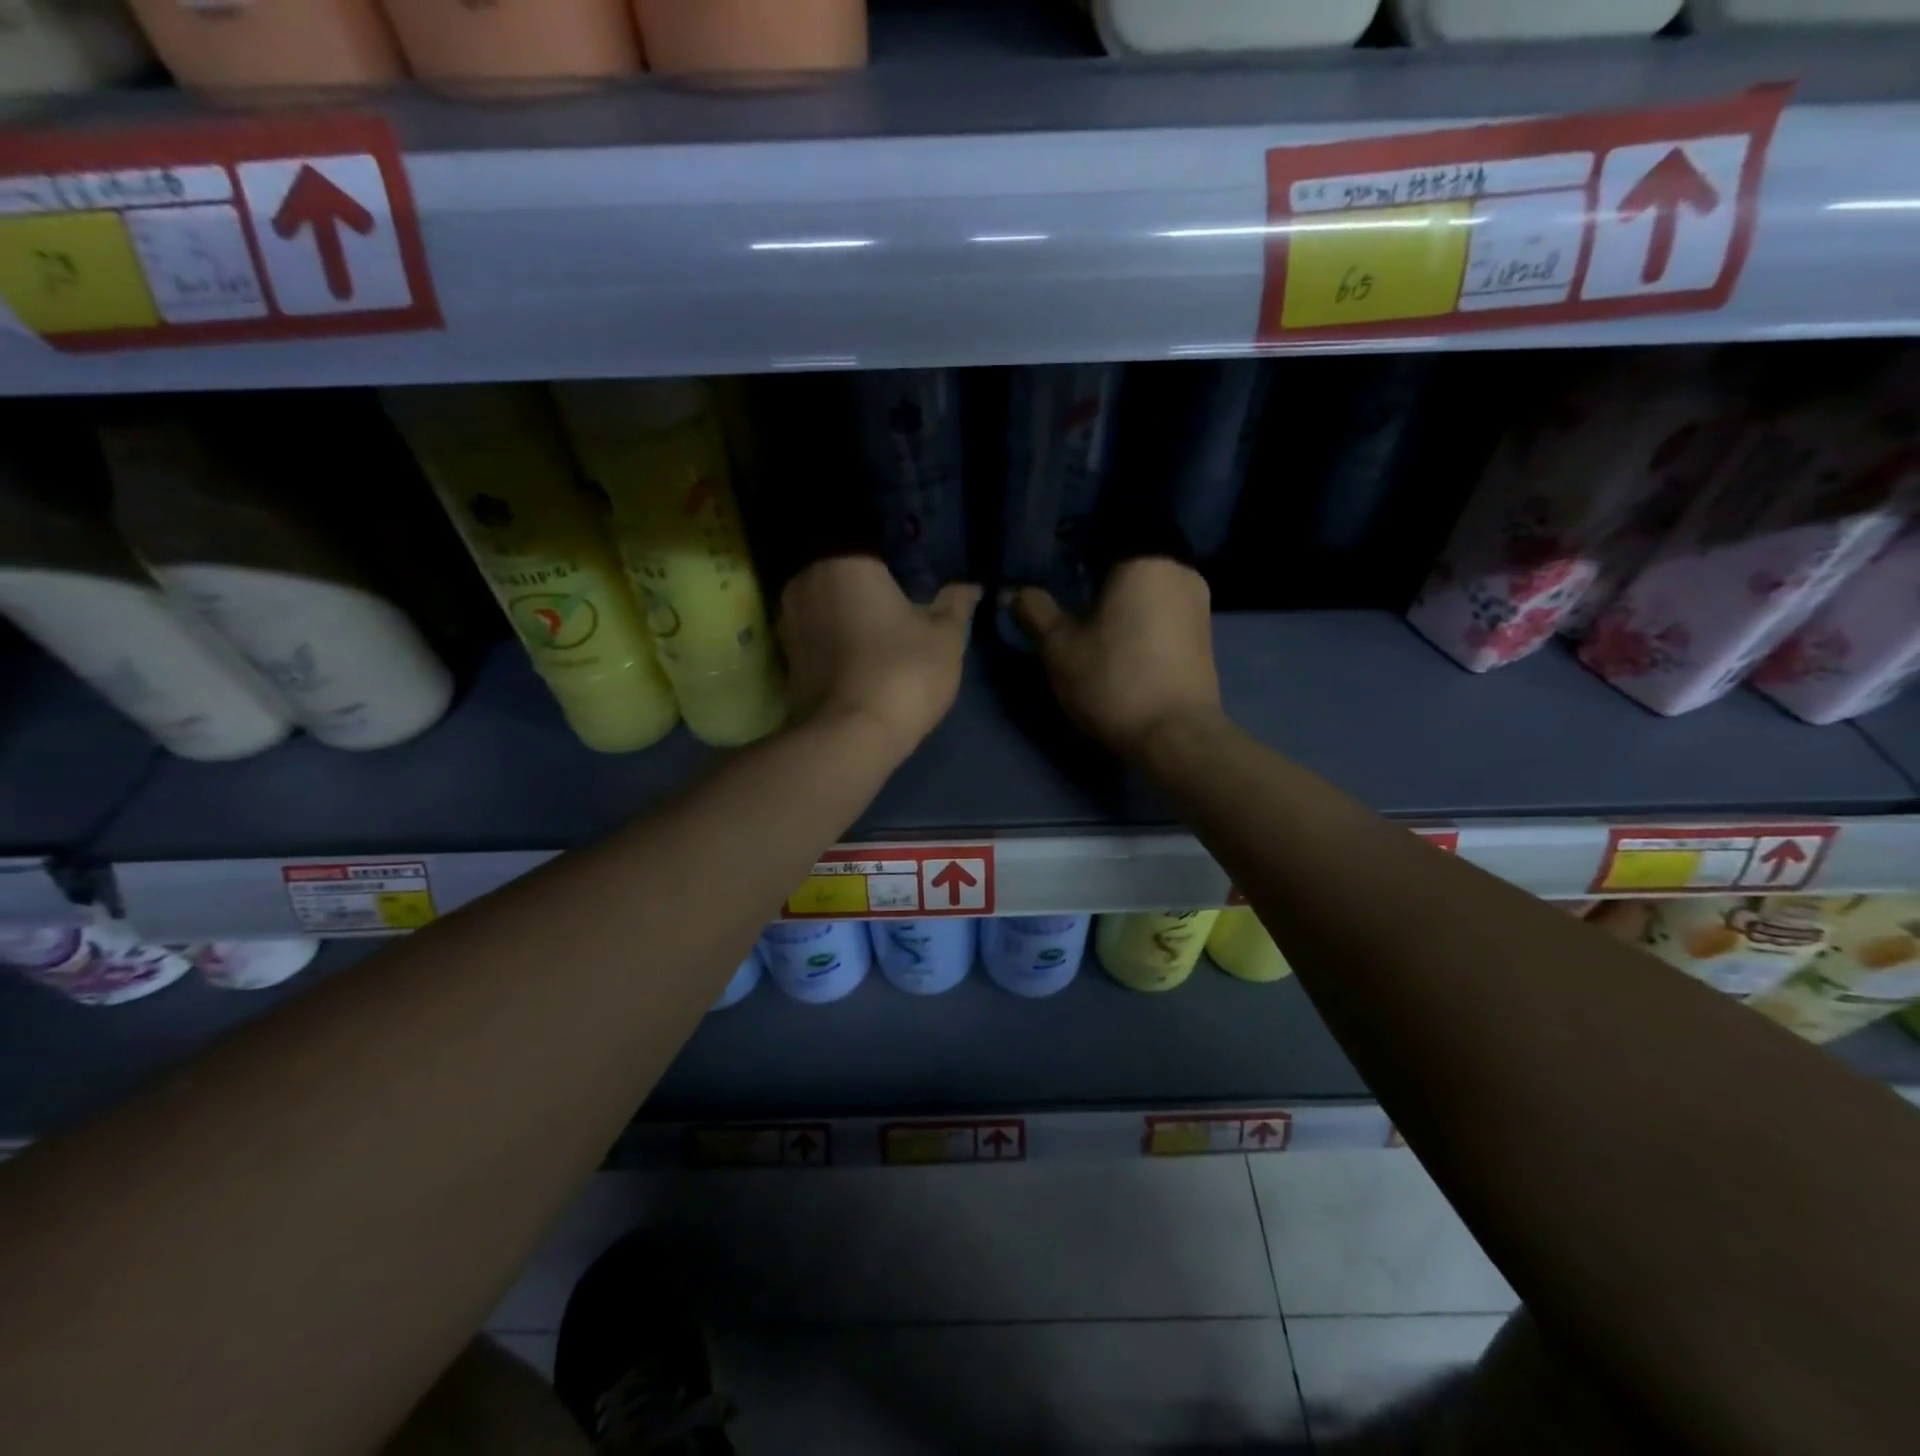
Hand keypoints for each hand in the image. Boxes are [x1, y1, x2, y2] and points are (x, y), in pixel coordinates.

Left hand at [780, 557, 980, 757]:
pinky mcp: (785, 655)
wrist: (849, 738)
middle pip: (843, 567)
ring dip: (848, 607)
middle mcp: (806, 579)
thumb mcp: (945, 639)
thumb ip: (956, 605)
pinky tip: (859, 649)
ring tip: (881, 622)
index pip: (870, 539)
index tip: (916, 569)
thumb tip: (970, 586)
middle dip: (869, 579)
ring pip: (826, 599)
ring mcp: (789, 618)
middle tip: (902, 594)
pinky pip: (815, 629)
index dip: (897, 553)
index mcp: (845, 560)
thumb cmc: (902, 674)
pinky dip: (834, 634)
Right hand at [1014, 558, 1222, 759]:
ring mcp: (1199, 604)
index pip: (1105, 536)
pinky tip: (1122, 647)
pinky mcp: (1204, 637)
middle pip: (1130, 563)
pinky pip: (1164, 614)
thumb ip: (1036, 612)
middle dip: (1101, 580)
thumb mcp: (1059, 647)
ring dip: (1122, 604)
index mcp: (1146, 558)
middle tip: (1071, 601)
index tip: (1057, 573)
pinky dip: (1141, 623)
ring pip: (1148, 590)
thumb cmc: (1113, 679)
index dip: (1076, 551)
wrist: (1175, 736)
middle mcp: (1181, 571)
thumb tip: (1017, 592)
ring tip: (1093, 627)